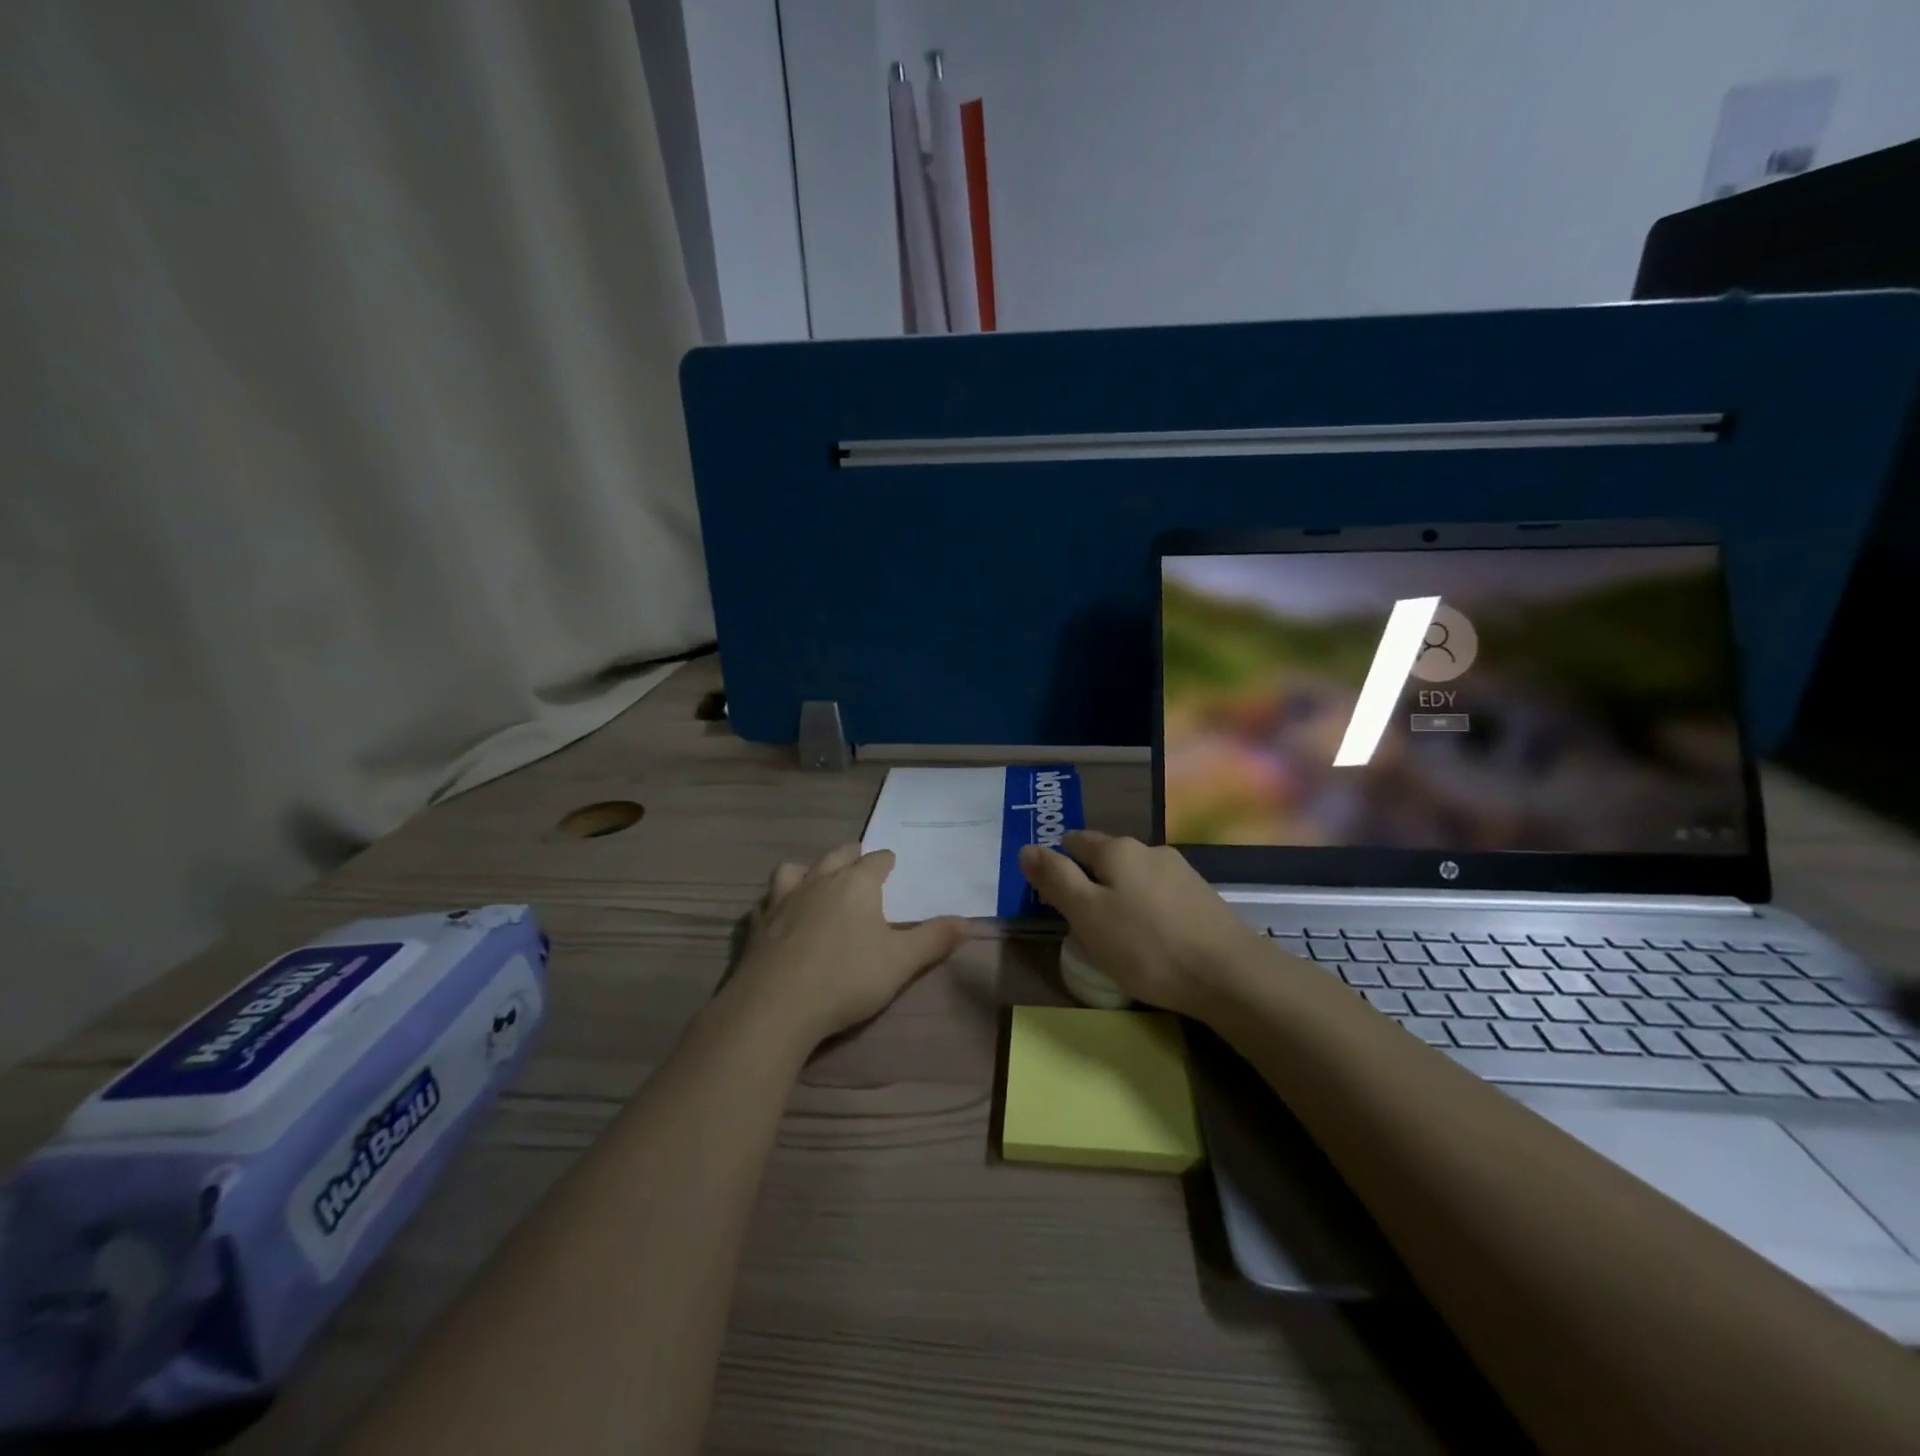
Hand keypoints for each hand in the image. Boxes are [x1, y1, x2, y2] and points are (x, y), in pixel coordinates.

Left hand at [730, 843, 970, 1047]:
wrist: (776, 1006)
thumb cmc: (847, 978)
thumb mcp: (902, 962)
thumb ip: (934, 939)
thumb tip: (968, 921)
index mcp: (856, 883)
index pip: (876, 860)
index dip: (887, 862)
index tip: (892, 866)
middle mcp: (819, 880)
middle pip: (837, 855)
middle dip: (851, 856)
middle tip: (859, 862)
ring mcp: (783, 899)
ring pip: (795, 869)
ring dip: (809, 870)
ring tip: (816, 881)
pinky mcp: (757, 924)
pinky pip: (767, 900)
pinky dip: (777, 901)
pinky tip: (780, 916)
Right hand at [1019, 831, 1262, 1018]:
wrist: (1230, 975)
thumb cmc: (1146, 945)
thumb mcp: (1088, 915)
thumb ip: (1056, 879)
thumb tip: (1026, 848)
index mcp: (1117, 850)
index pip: (1075, 841)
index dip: (1058, 861)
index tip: (1050, 890)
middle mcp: (1149, 850)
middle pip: (1107, 856)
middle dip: (1089, 876)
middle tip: (1076, 913)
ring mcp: (1181, 872)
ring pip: (1135, 875)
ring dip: (1119, 893)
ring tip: (1111, 928)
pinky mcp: (1202, 898)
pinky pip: (1159, 894)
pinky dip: (1145, 907)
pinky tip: (1148, 935)